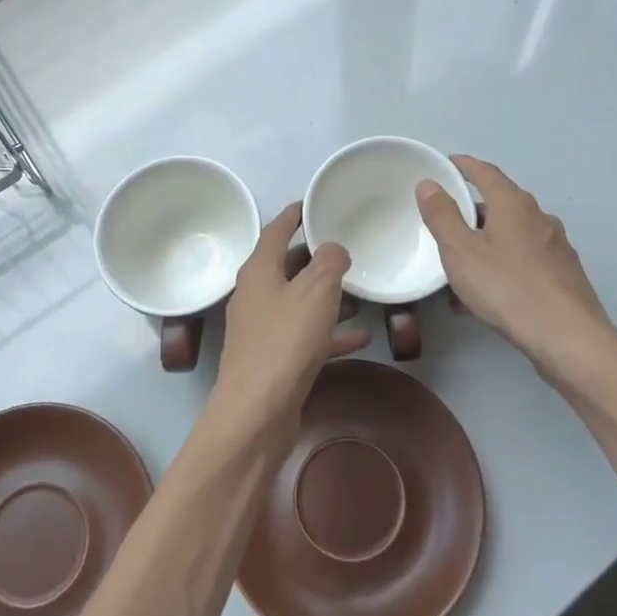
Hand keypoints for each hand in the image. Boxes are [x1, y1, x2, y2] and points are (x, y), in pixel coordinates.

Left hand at [212, 204, 371, 432]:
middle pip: (287, 267)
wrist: (257, 412)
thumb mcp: (316, 292)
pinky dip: (330, 334)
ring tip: (360, 293)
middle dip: (316, 259)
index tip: (313, 203)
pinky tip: (360, 337)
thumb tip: (333, 248)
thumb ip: (329, 262)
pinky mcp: (274, 361)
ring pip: (298, 303)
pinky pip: (306, 337)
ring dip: (327, 298)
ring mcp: (262, 330)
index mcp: (259, 271)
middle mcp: (256, 295)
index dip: (294, 214)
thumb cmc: (285, 341)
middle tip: (346, 249)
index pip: (276, 230)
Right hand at [416, 155, 616, 392]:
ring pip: (512, 235)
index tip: (447, 163)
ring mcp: (556, 247)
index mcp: (514, 204)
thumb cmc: (508, 288)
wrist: (568, 338)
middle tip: (446, 220)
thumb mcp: (461, 251)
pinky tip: (485, 296)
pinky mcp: (563, 275)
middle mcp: (539, 218)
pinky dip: (501, 266)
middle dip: (473, 209)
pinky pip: (523, 261)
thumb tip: (429, 184)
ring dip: (486, 243)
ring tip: (460, 265)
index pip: (486, 172)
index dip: (464, 165)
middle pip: (501, 203)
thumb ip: (442, 216)